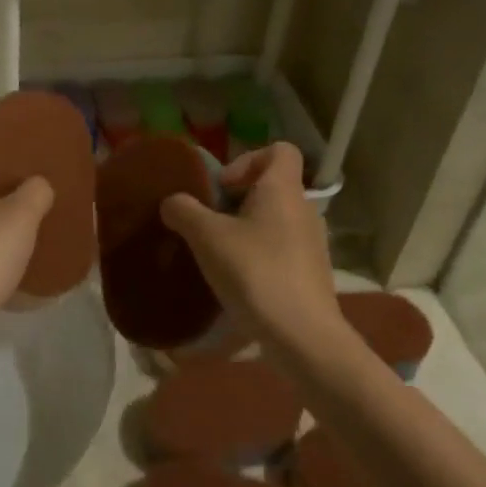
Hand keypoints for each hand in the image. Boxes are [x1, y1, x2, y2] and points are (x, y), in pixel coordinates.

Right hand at [160, 143, 340, 350]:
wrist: (302, 335)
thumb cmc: (255, 272)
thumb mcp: (206, 237)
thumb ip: (184, 211)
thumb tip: (172, 202)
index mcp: (282, 190)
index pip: (280, 150)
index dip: (248, 159)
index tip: (222, 187)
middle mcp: (304, 210)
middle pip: (272, 187)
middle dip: (238, 200)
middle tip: (209, 223)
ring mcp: (313, 244)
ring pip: (275, 221)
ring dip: (246, 230)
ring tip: (219, 255)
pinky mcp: (312, 274)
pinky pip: (282, 250)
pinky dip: (259, 256)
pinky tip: (238, 281)